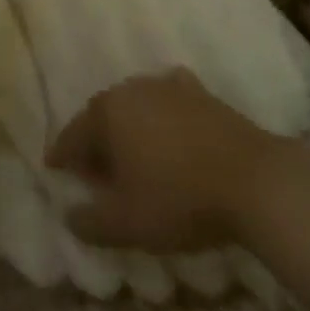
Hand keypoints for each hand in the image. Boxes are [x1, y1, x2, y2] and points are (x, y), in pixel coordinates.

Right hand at [45, 68, 275, 250]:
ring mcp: (168, 87)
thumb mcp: (127, 223)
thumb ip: (90, 221)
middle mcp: (132, 89)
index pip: (72, 134)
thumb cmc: (179, 199)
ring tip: (130, 157)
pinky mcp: (201, 94)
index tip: (54, 170)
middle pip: (102, 116)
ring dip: (127, 129)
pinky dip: (161, 115)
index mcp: (106, 112)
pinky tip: (167, 129)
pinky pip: (168, 102)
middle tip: (93, 171)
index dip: (61, 156)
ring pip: (134, 107)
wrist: (255, 181)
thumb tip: (69, 214)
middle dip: (94, 142)